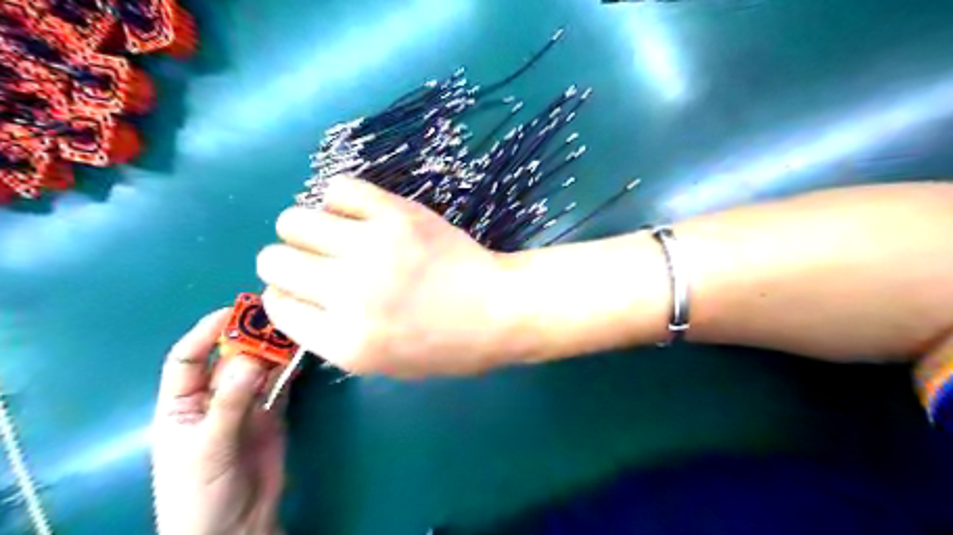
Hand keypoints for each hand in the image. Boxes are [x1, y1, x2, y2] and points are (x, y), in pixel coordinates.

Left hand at [151, 309, 284, 534]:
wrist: (235, 528)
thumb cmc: (199, 494)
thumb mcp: (207, 448)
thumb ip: (229, 404)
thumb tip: (252, 359)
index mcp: (181, 405)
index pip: (187, 359)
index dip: (206, 333)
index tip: (233, 312)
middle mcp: (213, 398)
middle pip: (230, 359)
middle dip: (249, 339)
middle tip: (275, 318)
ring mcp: (246, 405)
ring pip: (259, 368)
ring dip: (274, 351)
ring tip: (294, 331)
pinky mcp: (272, 413)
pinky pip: (281, 384)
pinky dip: (290, 369)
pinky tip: (301, 356)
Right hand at [256, 176, 523, 375]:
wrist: (497, 309)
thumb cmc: (446, 345)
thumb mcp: (382, 363)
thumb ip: (332, 334)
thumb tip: (297, 295)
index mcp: (344, 341)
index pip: (277, 306)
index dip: (286, 295)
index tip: (305, 290)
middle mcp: (348, 293)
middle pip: (273, 259)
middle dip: (288, 261)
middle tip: (319, 261)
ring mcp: (372, 247)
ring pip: (294, 220)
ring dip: (307, 229)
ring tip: (337, 236)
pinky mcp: (397, 214)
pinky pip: (339, 189)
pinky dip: (340, 201)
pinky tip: (360, 215)